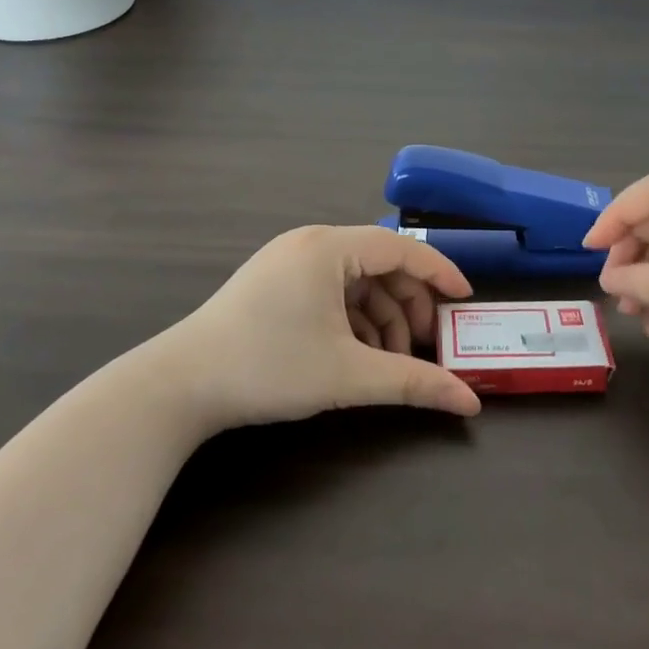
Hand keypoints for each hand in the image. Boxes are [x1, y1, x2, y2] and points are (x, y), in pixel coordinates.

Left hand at [168, 225, 480, 430]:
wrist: (180, 386)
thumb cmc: (269, 367)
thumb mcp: (349, 375)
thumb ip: (413, 383)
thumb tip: (468, 403)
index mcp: (329, 248)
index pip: (400, 247)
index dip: (438, 271)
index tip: (464, 300)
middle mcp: (310, 244)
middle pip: (379, 264)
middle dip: (407, 305)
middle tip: (423, 345)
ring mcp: (287, 261)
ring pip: (354, 282)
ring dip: (380, 318)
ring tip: (388, 362)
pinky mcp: (273, 283)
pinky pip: (329, 291)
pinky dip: (351, 319)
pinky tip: (355, 355)